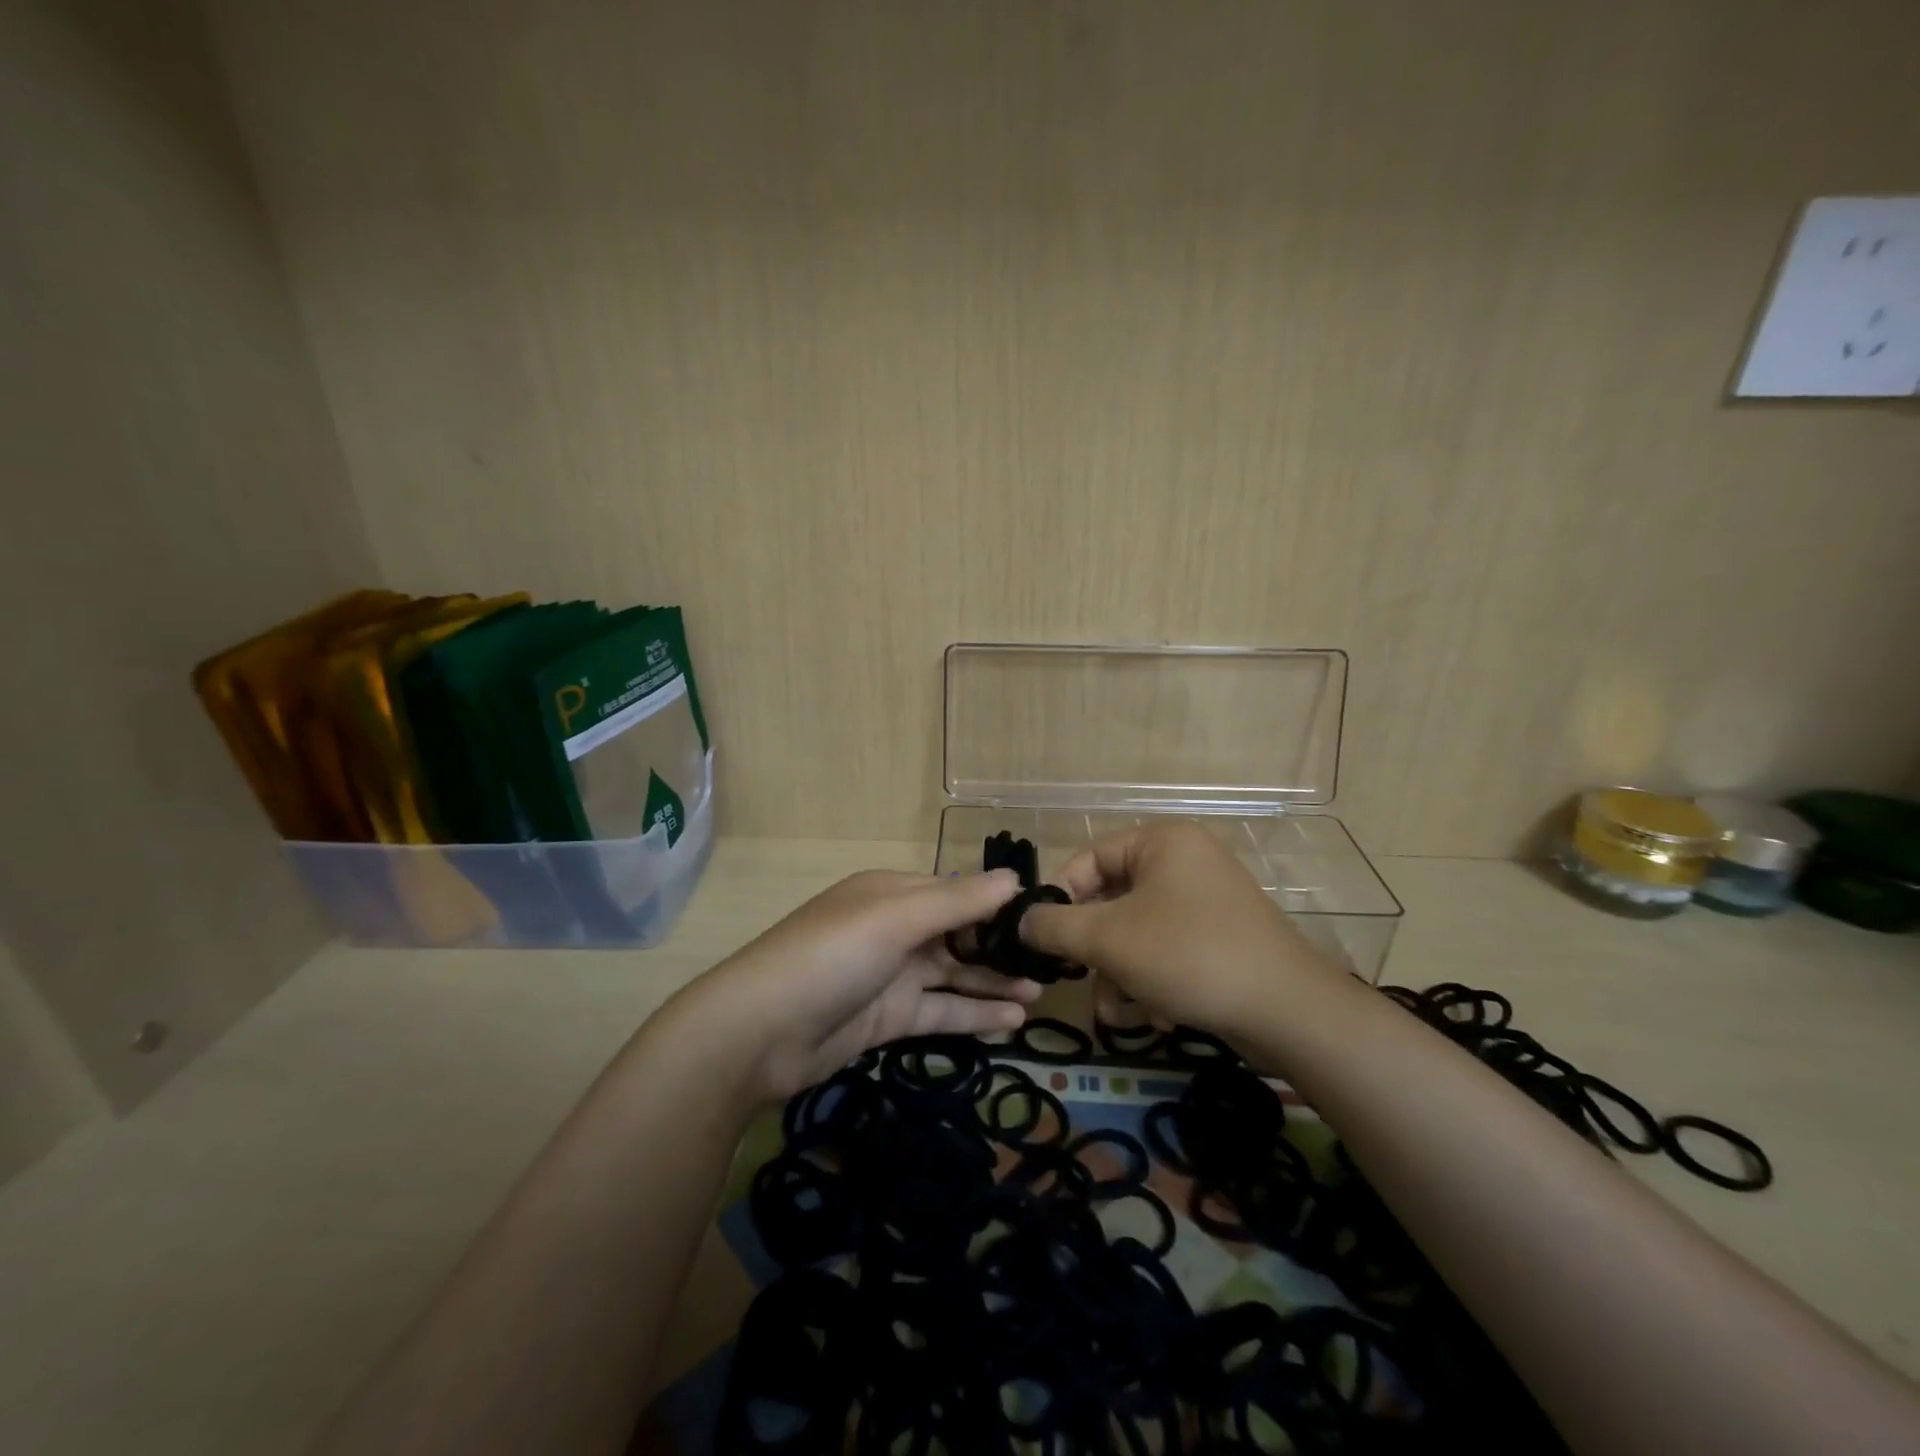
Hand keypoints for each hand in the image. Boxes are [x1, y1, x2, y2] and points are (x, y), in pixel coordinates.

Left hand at [682, 869, 1041, 1102]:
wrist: (758, 1035)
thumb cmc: (831, 957)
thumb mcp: (895, 919)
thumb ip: (957, 901)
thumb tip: (1015, 879)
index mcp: (892, 893)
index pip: (956, 891)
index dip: (997, 903)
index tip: (1044, 916)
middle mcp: (894, 929)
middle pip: (958, 934)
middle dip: (1000, 947)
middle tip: (1051, 962)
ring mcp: (891, 975)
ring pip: (954, 974)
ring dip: (993, 982)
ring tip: (1041, 993)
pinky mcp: (888, 1018)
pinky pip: (940, 1011)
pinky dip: (974, 1014)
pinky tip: (1013, 1020)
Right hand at [1019, 823, 1344, 1037]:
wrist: (1288, 1012)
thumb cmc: (1189, 956)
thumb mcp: (1109, 939)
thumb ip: (1056, 926)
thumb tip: (1021, 920)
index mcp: (1161, 842)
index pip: (1089, 858)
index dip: (1060, 897)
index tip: (1042, 938)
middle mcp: (1184, 862)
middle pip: (1112, 900)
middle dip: (1094, 949)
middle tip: (1079, 978)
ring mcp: (1206, 901)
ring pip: (1136, 932)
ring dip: (1119, 973)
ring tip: (1118, 1011)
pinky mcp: (1220, 938)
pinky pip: (1166, 950)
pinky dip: (1151, 980)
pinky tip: (1153, 1015)